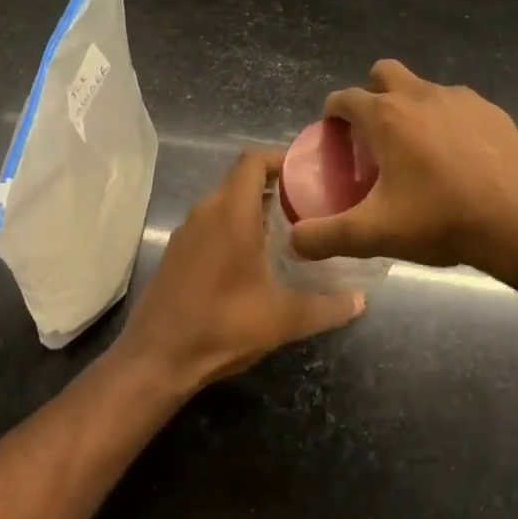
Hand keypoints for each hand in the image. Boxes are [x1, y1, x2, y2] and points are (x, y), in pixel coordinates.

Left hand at [116, 148, 363, 391]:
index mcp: (231, 213)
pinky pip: (210, 222)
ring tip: (286, 229)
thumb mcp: (282, 319)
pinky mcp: (176, 251)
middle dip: (273, 185)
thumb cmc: (222, 326)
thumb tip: (361, 301)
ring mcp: (186, 231)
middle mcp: (206, 211)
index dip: (281, 158)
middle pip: (240, 178)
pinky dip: (233, 225)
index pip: (253, 160)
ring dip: (252, 207)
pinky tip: (252, 258)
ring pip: (224, 201)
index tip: (309, 173)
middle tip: (307, 204)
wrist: (156, 359)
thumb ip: (326, 307)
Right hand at [291, 60, 517, 271]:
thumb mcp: (375, 234)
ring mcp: (459, 98)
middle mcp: (419, 94)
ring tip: (419, 152)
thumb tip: (293, 241)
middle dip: (372, 94)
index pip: (344, 98)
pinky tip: (458, 158)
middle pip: (383, 73)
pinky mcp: (491, 111)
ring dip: (412, 107)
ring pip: (423, 88)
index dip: (333, 115)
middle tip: (375, 136)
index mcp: (386, 116)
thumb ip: (326, 236)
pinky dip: (448, 121)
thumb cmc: (441, 220)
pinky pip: (457, 106)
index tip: (335, 139)